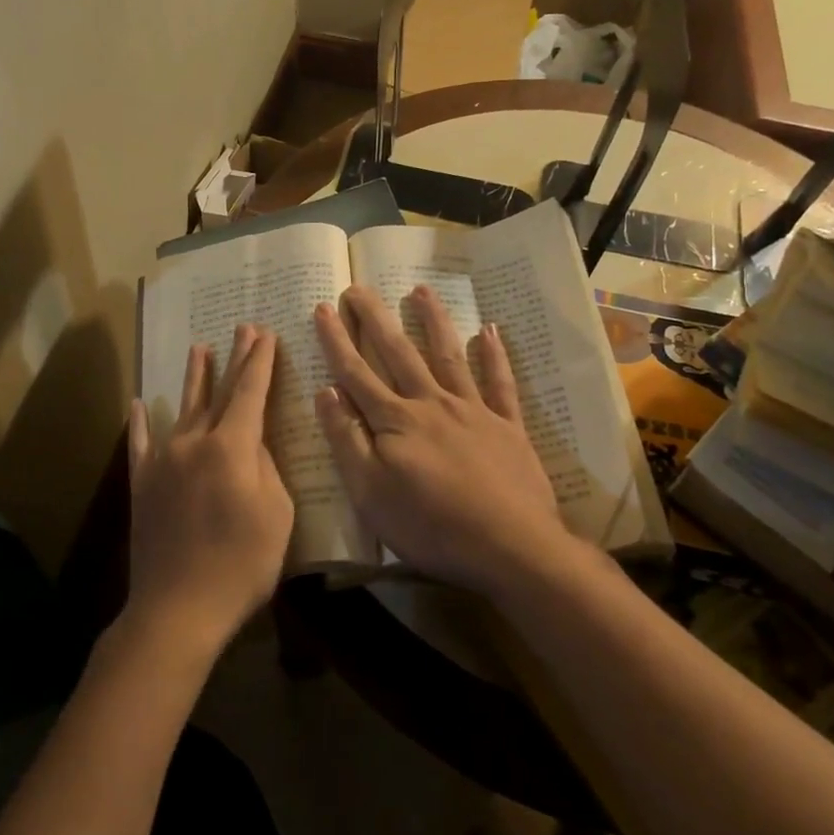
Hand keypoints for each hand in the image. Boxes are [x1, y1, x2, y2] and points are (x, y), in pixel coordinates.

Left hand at [123, 325, 293, 660]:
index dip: (259, 362)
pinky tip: (140, 403)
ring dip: (194, 378)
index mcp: (232, 447)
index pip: (250, 392)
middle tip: (242, 329)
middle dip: (234, 359)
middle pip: (218, 392)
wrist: (178, 607)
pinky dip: (142, 422)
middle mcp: (194, 442)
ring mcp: (164, 460)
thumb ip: (266, 469)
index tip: (265, 334)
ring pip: (182, 409)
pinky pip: (142, 443)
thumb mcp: (276, 515)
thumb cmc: (241, 564)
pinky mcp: (143, 483)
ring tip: (199, 349)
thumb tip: (252, 444)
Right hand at [312, 285, 575, 596]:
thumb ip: (347, 440)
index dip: (337, 340)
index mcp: (395, 421)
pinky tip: (489, 331)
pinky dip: (494, 356)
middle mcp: (431, 403)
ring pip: (448, 356)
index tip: (322, 307)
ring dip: (432, 321)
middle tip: (359, 287)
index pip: (356, 373)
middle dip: (375, 319)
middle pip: (398, 353)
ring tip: (420, 290)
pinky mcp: (508, 427)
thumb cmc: (431, 526)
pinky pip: (500, 383)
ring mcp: (474, 411)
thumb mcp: (369, 493)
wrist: (510, 547)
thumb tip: (326, 392)